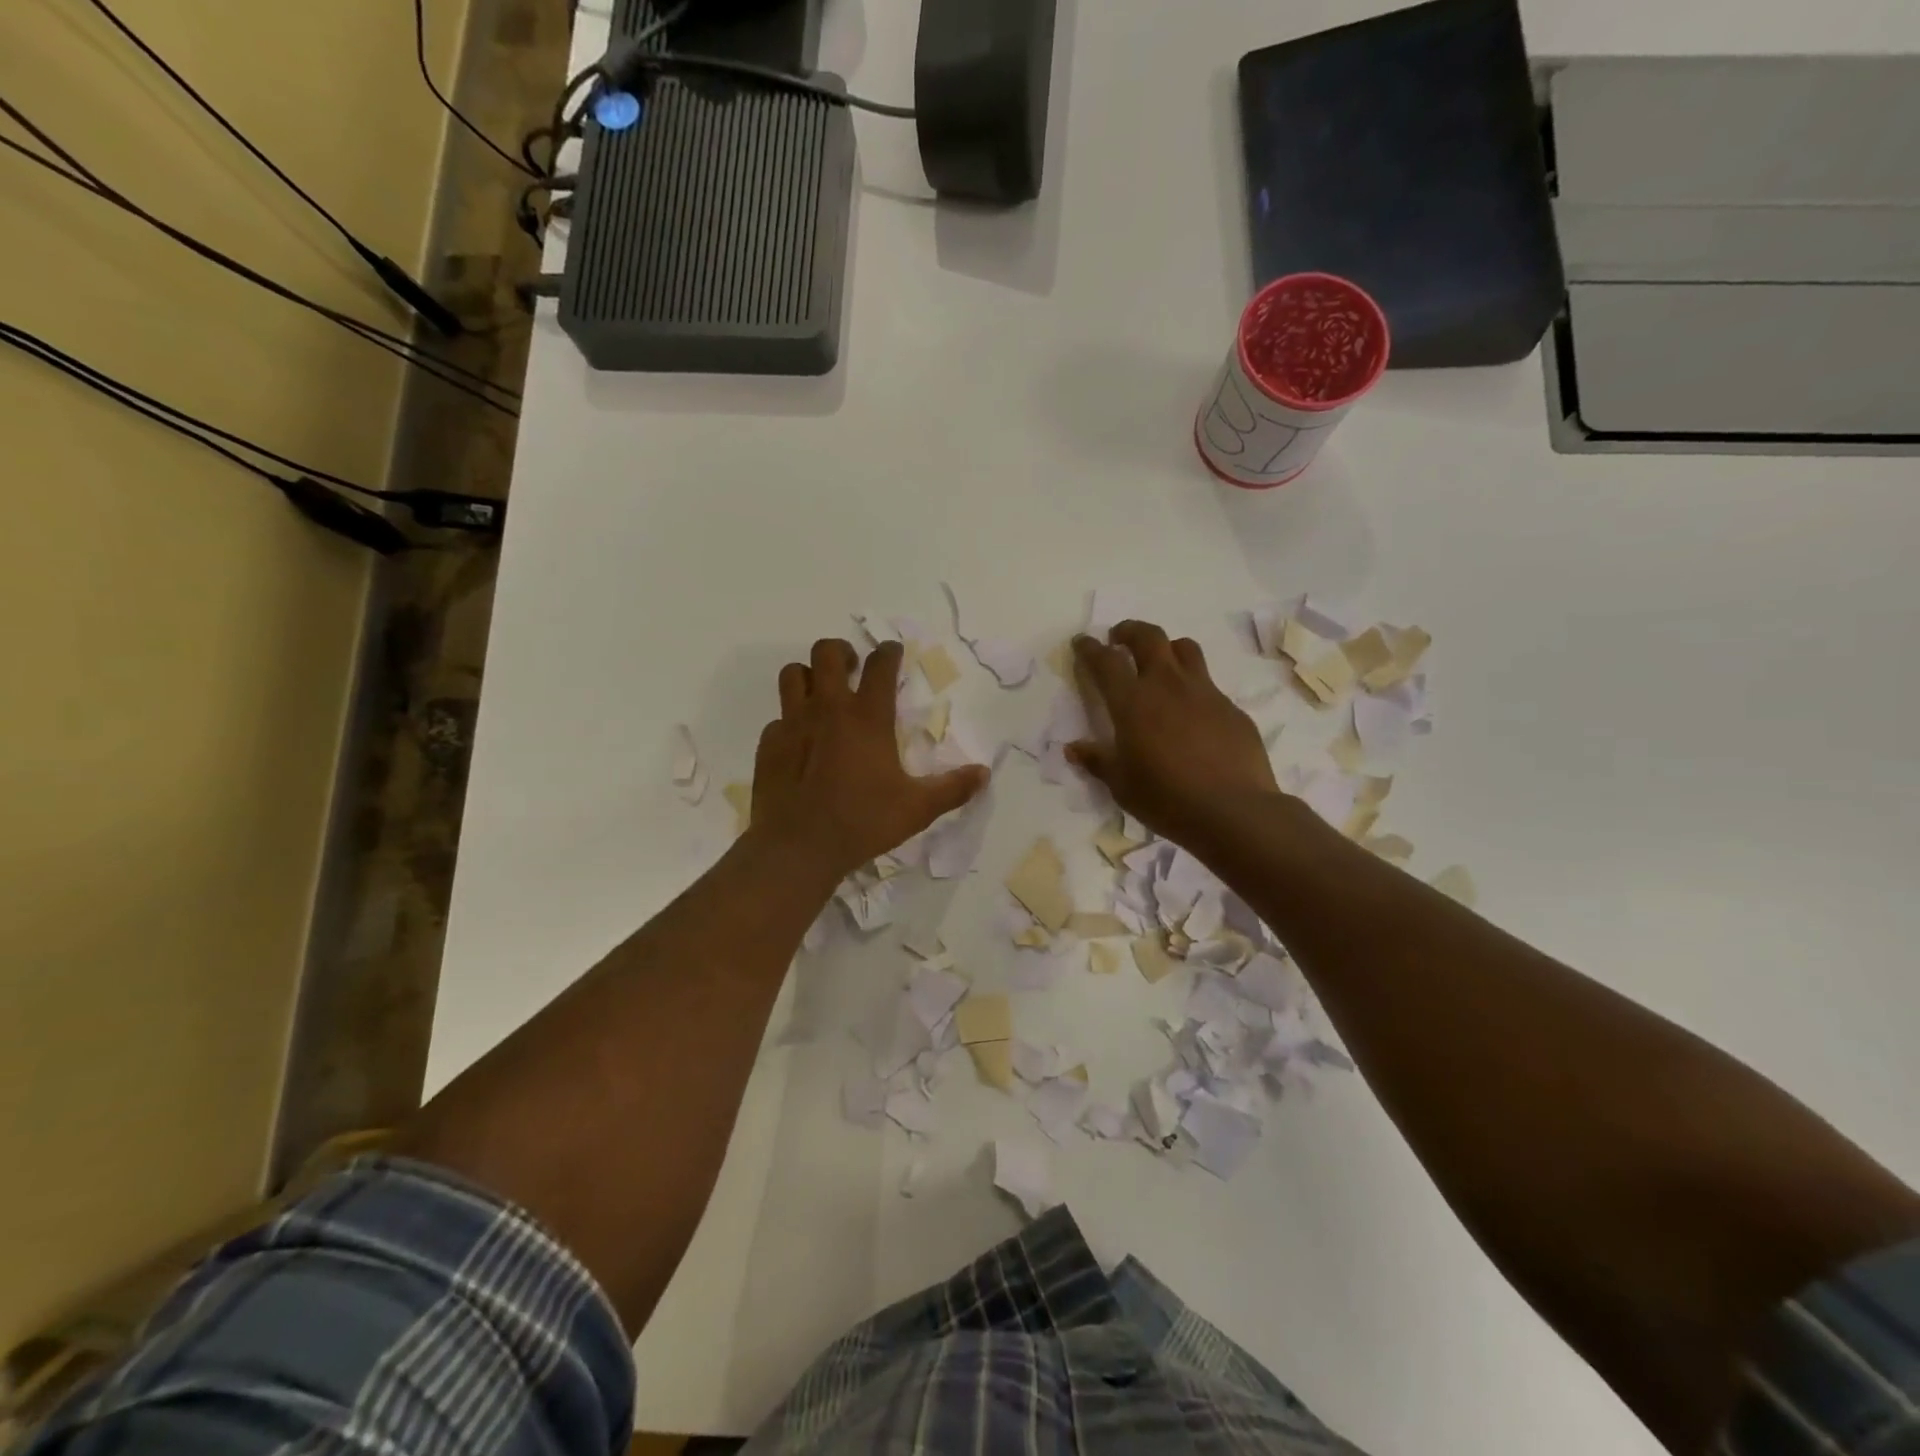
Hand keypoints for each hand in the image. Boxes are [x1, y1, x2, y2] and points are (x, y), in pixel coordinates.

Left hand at [750, 638, 988, 883]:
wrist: (798, 847)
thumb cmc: (862, 822)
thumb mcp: (917, 809)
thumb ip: (952, 788)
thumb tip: (984, 774)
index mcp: (867, 717)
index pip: (879, 665)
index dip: (889, 652)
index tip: (893, 651)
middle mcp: (827, 709)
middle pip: (827, 652)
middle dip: (842, 651)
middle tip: (852, 669)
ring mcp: (793, 724)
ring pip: (793, 674)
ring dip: (809, 675)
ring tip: (821, 694)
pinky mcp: (768, 744)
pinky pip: (778, 718)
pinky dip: (790, 721)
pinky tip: (800, 743)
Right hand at [1068, 621, 1279, 848]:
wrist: (1233, 810)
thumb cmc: (1166, 798)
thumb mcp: (1121, 785)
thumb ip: (1097, 761)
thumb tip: (1074, 749)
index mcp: (1133, 703)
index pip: (1106, 662)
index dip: (1090, 648)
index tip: (1083, 642)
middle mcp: (1168, 686)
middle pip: (1149, 637)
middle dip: (1130, 631)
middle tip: (1120, 638)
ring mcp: (1205, 693)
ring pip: (1185, 649)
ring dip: (1167, 648)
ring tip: (1160, 663)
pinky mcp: (1231, 708)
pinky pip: (1209, 685)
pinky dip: (1193, 688)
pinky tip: (1193, 714)